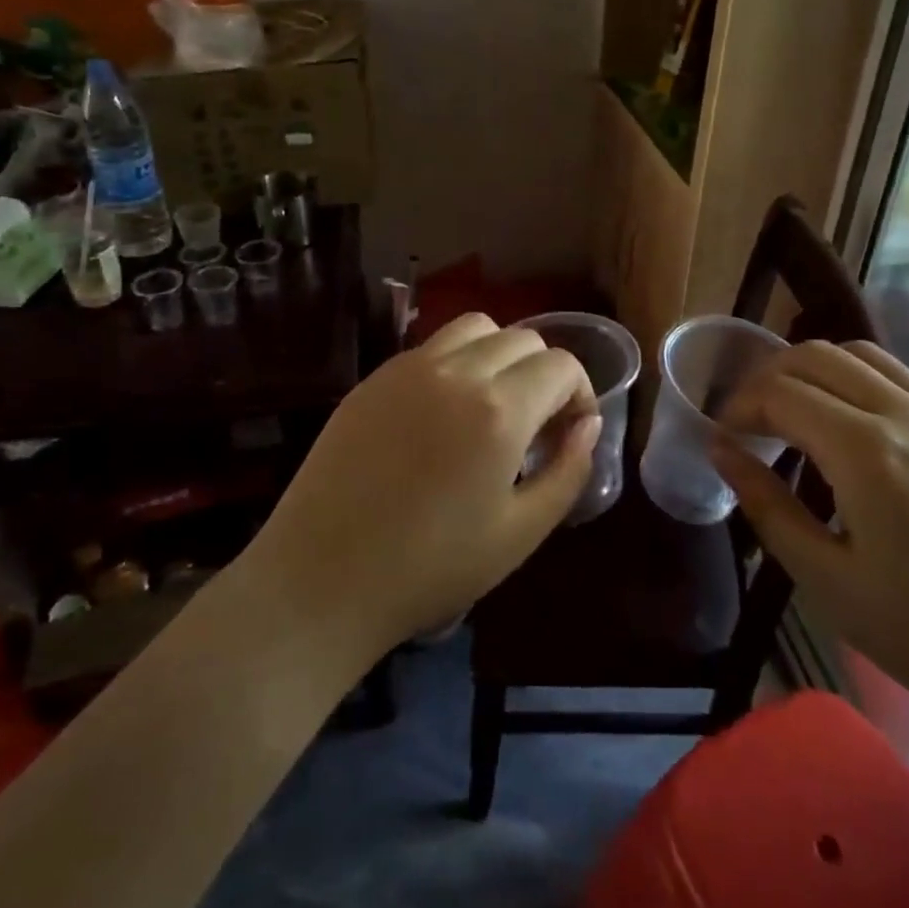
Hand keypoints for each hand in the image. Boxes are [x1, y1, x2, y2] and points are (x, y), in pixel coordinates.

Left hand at [247, 313, 598, 659]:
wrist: (321, 579)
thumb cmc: (430, 568)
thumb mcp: (520, 534)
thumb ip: (568, 472)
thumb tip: (587, 425)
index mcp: (499, 410)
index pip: (561, 365)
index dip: (580, 393)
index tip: (569, 432)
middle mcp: (456, 372)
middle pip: (523, 338)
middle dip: (544, 373)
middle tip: (534, 425)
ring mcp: (408, 369)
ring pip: (475, 328)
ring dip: (500, 355)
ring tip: (491, 406)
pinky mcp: (374, 378)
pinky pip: (431, 347)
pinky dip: (455, 362)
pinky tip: (442, 413)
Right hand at [710, 340, 908, 738]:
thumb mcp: (828, 582)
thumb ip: (768, 507)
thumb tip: (721, 452)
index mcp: (866, 452)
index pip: (781, 392)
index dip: (739, 406)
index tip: (722, 437)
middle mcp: (905, 415)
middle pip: (816, 356)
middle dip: (767, 377)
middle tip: (748, 421)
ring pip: (860, 355)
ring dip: (813, 370)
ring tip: (793, 413)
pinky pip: (899, 378)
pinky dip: (855, 380)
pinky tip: (849, 428)